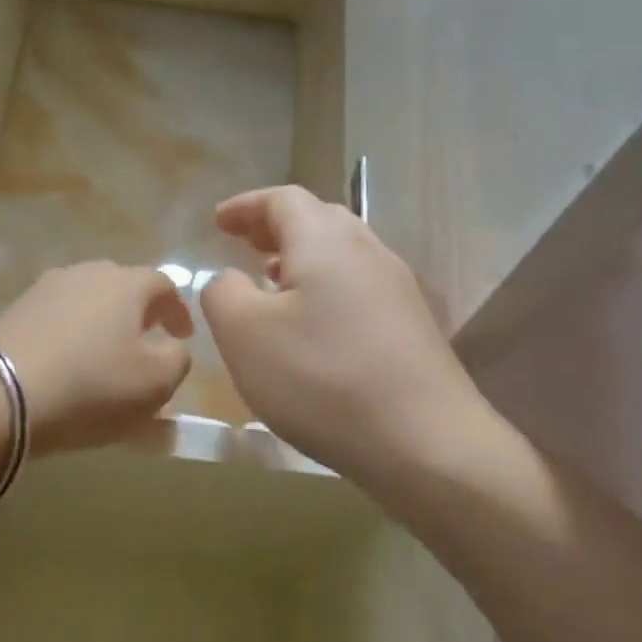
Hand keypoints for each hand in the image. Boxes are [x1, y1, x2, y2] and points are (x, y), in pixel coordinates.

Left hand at [0, 262, 194, 456]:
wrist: (1, 396)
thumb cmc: (92, 386)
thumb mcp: (157, 382)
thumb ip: (178, 359)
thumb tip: (171, 347)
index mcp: (126, 283)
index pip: (164, 285)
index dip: (178, 311)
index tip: (183, 336)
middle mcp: (84, 274)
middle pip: (122, 287)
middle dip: (138, 313)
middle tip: (145, 342)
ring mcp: (44, 290)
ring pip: (86, 302)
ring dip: (102, 324)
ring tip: (105, 355)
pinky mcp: (14, 312)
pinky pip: (56, 320)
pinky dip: (71, 336)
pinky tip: (68, 363)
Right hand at [200, 186, 492, 486]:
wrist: (424, 441)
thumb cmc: (321, 379)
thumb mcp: (245, 335)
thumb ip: (222, 294)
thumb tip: (229, 279)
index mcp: (326, 242)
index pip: (283, 200)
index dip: (246, 206)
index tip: (218, 222)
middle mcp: (368, 252)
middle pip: (319, 220)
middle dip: (276, 229)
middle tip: (244, 246)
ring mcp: (398, 290)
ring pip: (342, 256)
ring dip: (301, 260)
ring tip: (271, 283)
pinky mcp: (412, 328)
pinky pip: (358, 289)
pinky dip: (325, 290)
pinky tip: (312, 327)